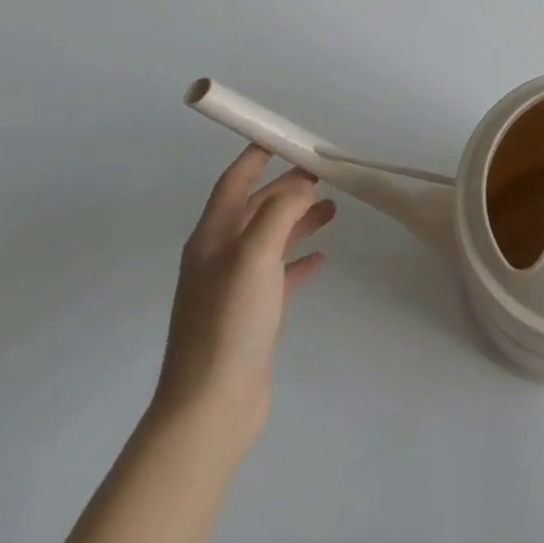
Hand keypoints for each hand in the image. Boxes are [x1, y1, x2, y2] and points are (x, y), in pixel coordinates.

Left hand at [151, 147, 335, 450]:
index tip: (284, 136)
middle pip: (256, 208)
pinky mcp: (251, 315)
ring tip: (333, 210)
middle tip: (324, 174)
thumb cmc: (230, 321)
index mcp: (212, 237)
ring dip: (298, 221)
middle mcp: (219, 257)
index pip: (234, 181)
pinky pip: (278, 275)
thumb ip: (279, 211)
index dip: (257, 156)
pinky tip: (321, 258)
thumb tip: (300, 185)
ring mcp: (234, 288)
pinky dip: (298, 260)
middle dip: (287, 188)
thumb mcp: (255, 254)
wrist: (211, 406)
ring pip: (270, 240)